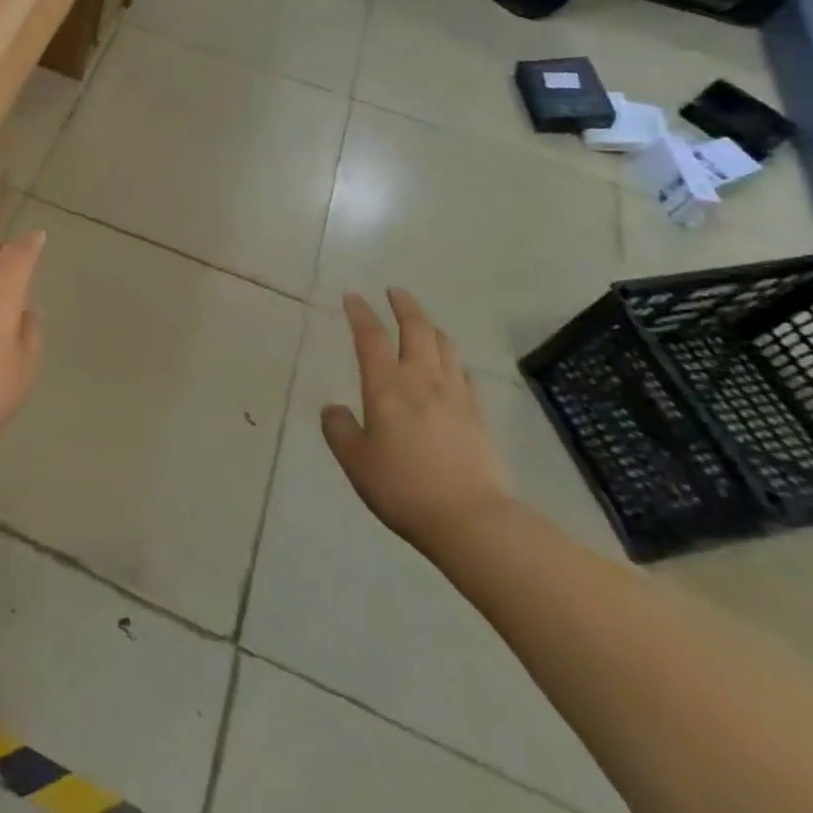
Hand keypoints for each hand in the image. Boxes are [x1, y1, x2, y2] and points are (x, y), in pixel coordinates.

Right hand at [320, 289, 511, 553]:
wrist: (471, 520)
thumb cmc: (403, 487)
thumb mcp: (355, 462)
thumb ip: (339, 430)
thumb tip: (333, 409)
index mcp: (386, 386)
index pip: (370, 337)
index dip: (360, 313)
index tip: (352, 296)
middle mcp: (421, 380)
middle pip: (416, 329)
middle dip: (404, 306)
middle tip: (394, 292)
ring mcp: (455, 395)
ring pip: (445, 346)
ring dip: (431, 327)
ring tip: (422, 323)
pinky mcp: (478, 416)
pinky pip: (464, 374)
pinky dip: (452, 360)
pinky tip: (450, 367)